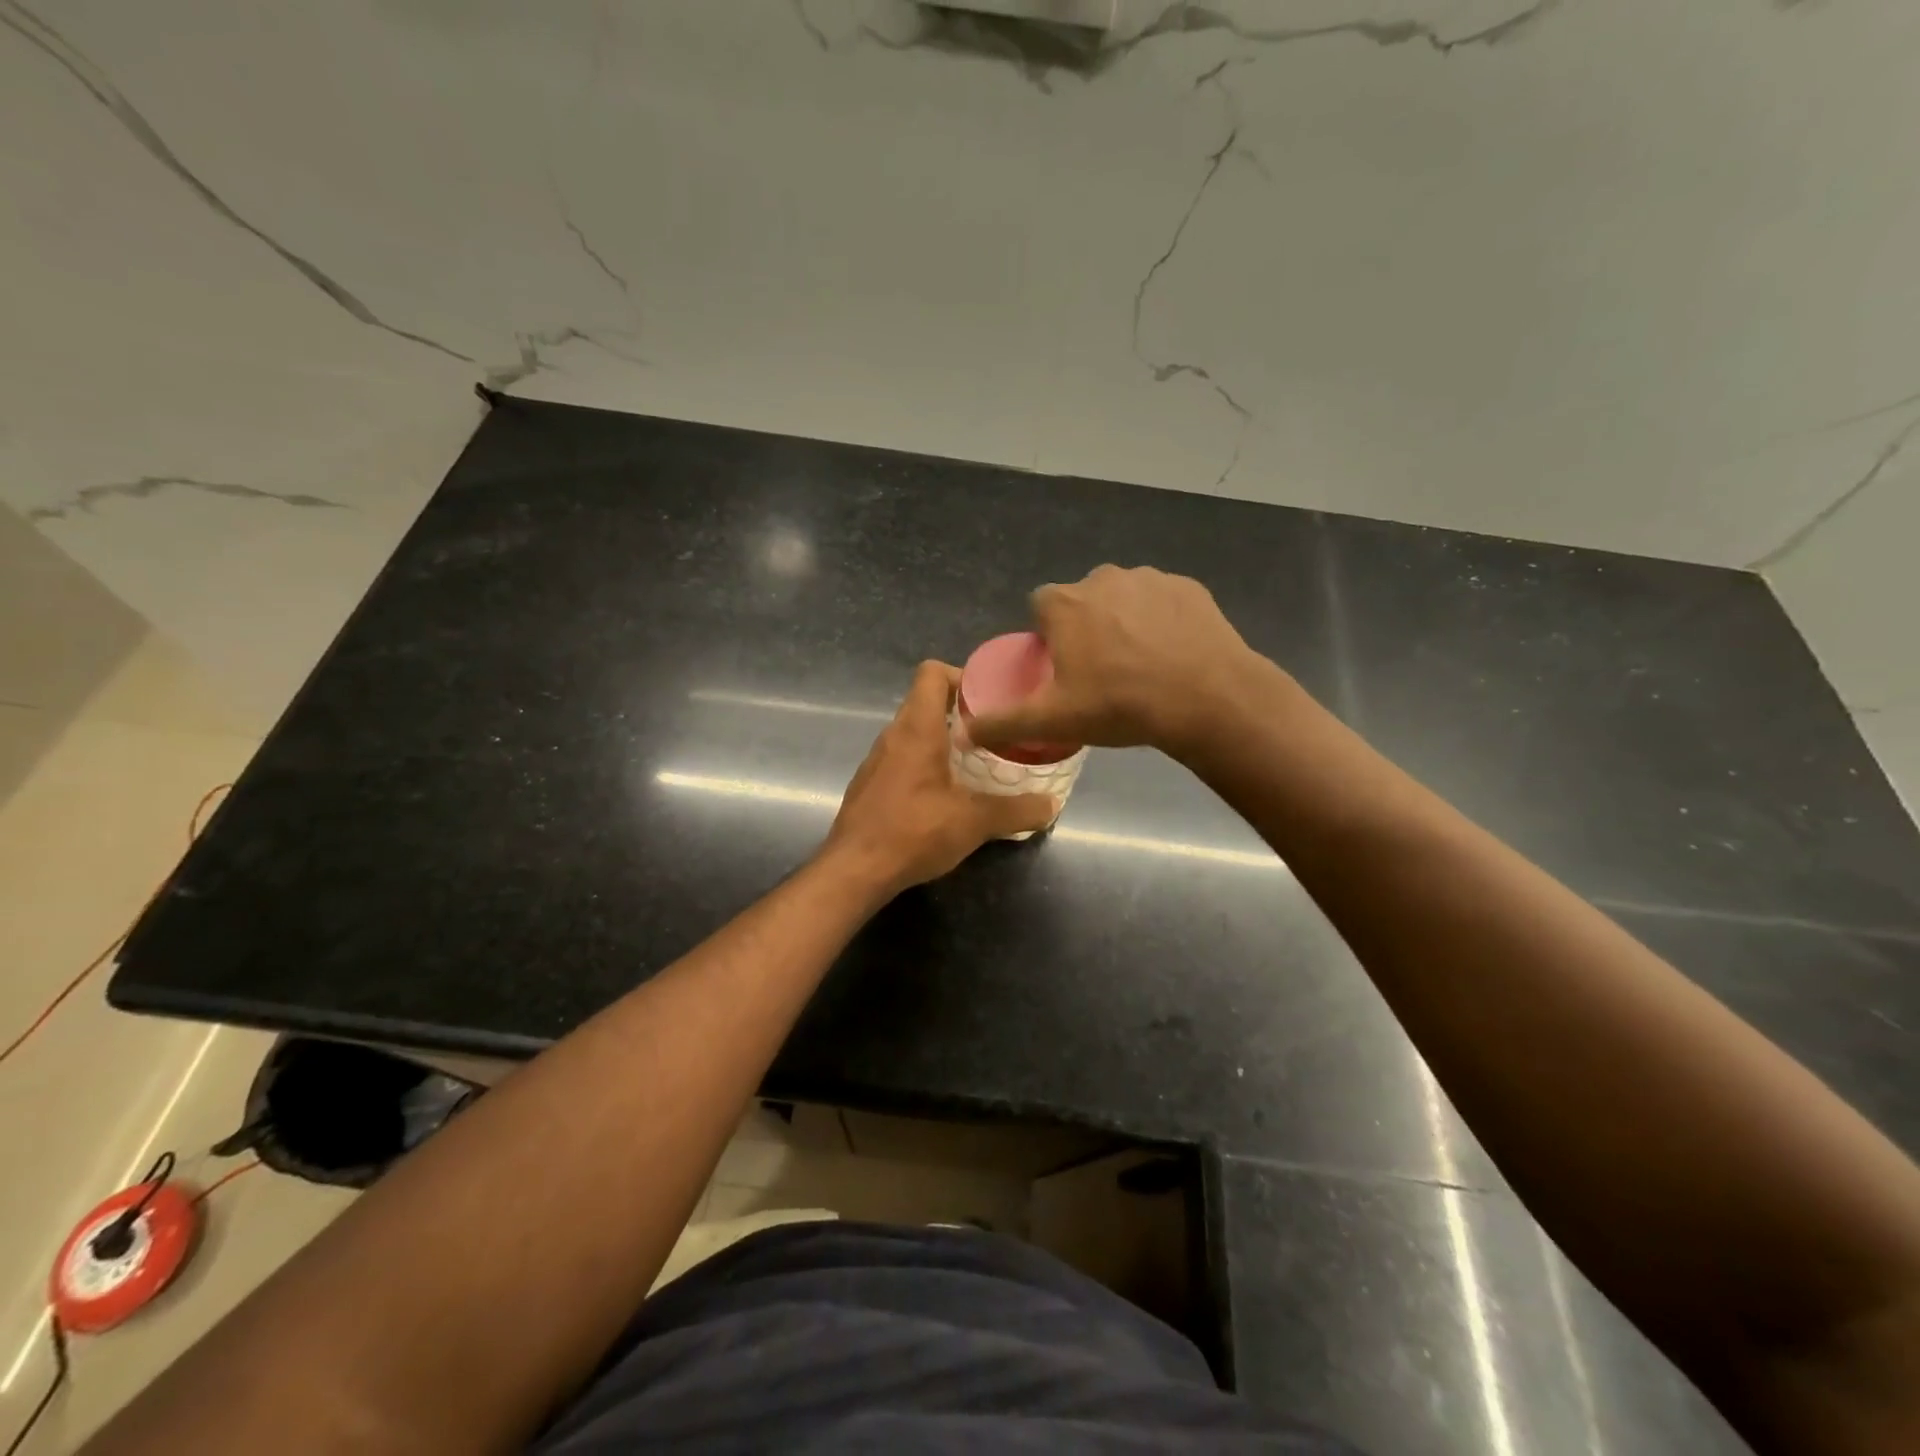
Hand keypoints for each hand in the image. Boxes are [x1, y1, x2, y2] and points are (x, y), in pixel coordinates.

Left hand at [823, 661, 1057, 896]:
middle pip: (925, 702)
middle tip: (994, 734)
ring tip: (975, 764)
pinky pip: (902, 759)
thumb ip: (1016, 810)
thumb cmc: (914, 832)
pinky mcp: (869, 785)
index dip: (961, 676)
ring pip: (913, 733)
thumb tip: (1051, 805)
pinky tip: (945, 795)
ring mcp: (876, 760)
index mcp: (917, 728)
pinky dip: (925, 765)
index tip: (989, 700)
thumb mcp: (974, 822)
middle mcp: (892, 735)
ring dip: (943, 741)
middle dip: (961, 713)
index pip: (932, 672)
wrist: (854, 871)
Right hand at [964, 565, 1265, 760]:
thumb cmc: (1119, 705)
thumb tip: (963, 734)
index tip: (1063, 667)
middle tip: (1102, 672)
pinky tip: (1172, 654)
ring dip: (1124, 622)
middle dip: (1087, 627)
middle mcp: (1101, 578)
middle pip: (1082, 601)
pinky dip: (1162, 621)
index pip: (1040, 608)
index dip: (1048, 636)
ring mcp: (1148, 578)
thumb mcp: (1052, 720)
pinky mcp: (1187, 587)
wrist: (1206, 699)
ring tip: (1141, 665)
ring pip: (1123, 598)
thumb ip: (1003, 723)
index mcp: (1064, 604)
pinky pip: (1162, 601)